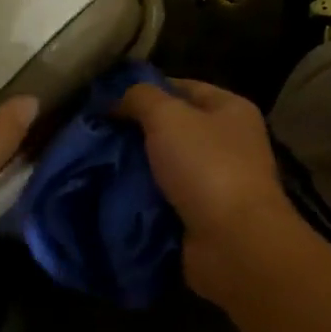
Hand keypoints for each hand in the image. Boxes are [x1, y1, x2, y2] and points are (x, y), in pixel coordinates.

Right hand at [116, 79, 300, 302]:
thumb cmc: (207, 166)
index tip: (109, 99)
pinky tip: (112, 197)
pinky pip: (166, 201)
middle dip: (137, 133)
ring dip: (137, 170)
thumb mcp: (168, 117)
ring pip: (167, 167)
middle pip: (175, 129)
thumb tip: (119, 98)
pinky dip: (144, 202)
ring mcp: (219, 182)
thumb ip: (142, 98)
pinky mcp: (205, 218)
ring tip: (96, 166)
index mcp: (231, 109)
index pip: (185, 87)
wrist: (234, 244)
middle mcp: (230, 142)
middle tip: (97, 135)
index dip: (148, 89)